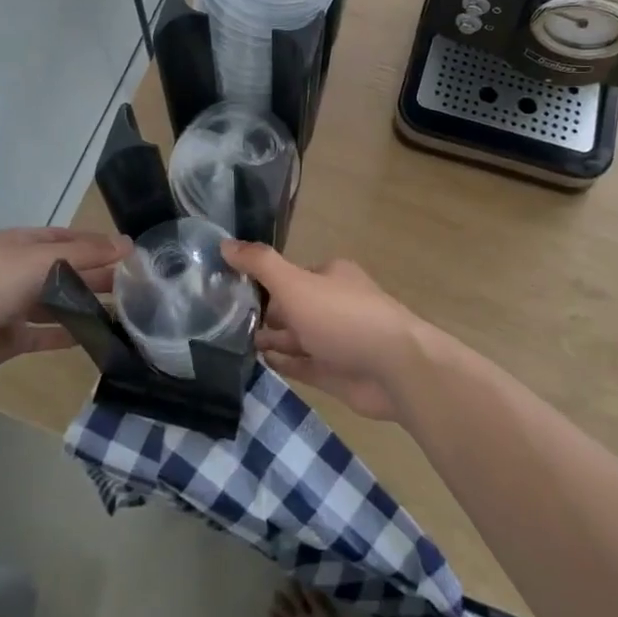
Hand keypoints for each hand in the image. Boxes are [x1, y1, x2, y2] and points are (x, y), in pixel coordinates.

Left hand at [0, 226, 128, 380]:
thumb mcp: (44, 257)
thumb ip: (87, 253)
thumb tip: (128, 243)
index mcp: (23, 244)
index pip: (68, 239)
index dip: (97, 245)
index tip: (129, 256)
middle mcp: (19, 271)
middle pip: (65, 271)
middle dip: (96, 277)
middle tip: (133, 287)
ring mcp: (14, 305)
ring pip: (58, 303)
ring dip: (86, 306)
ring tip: (122, 313)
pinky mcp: (11, 338)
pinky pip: (46, 334)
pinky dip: (69, 334)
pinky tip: (95, 337)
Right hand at [221, 241, 436, 421]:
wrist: (395, 369)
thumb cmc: (343, 318)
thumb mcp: (295, 284)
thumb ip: (260, 265)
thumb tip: (224, 243)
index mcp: (329, 276)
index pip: (289, 276)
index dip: (261, 284)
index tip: (228, 292)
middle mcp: (333, 304)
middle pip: (292, 307)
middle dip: (263, 314)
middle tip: (223, 322)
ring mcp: (336, 341)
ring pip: (296, 337)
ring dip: (270, 339)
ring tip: (232, 344)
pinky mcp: (337, 373)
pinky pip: (303, 365)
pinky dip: (283, 363)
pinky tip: (259, 363)